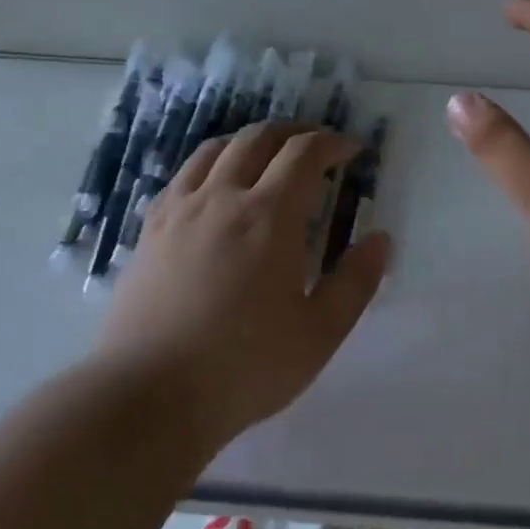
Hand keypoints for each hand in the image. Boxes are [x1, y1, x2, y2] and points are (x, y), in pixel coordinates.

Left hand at [92, 122, 392, 447]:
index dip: (332, 143)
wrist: (149, 395)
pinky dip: (211, 164)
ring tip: (268, 158)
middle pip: (259, 138)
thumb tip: (380, 240)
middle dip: (294, 133)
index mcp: (269, 216)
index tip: (351, 151)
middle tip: (316, 147)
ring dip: (250, 141)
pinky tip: (217, 189)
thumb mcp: (319, 333)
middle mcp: (222, 198)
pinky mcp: (149, 229)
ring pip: (216, 149)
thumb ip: (355, 282)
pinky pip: (183, 175)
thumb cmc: (245, 367)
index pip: (304, 154)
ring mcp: (179, 210)